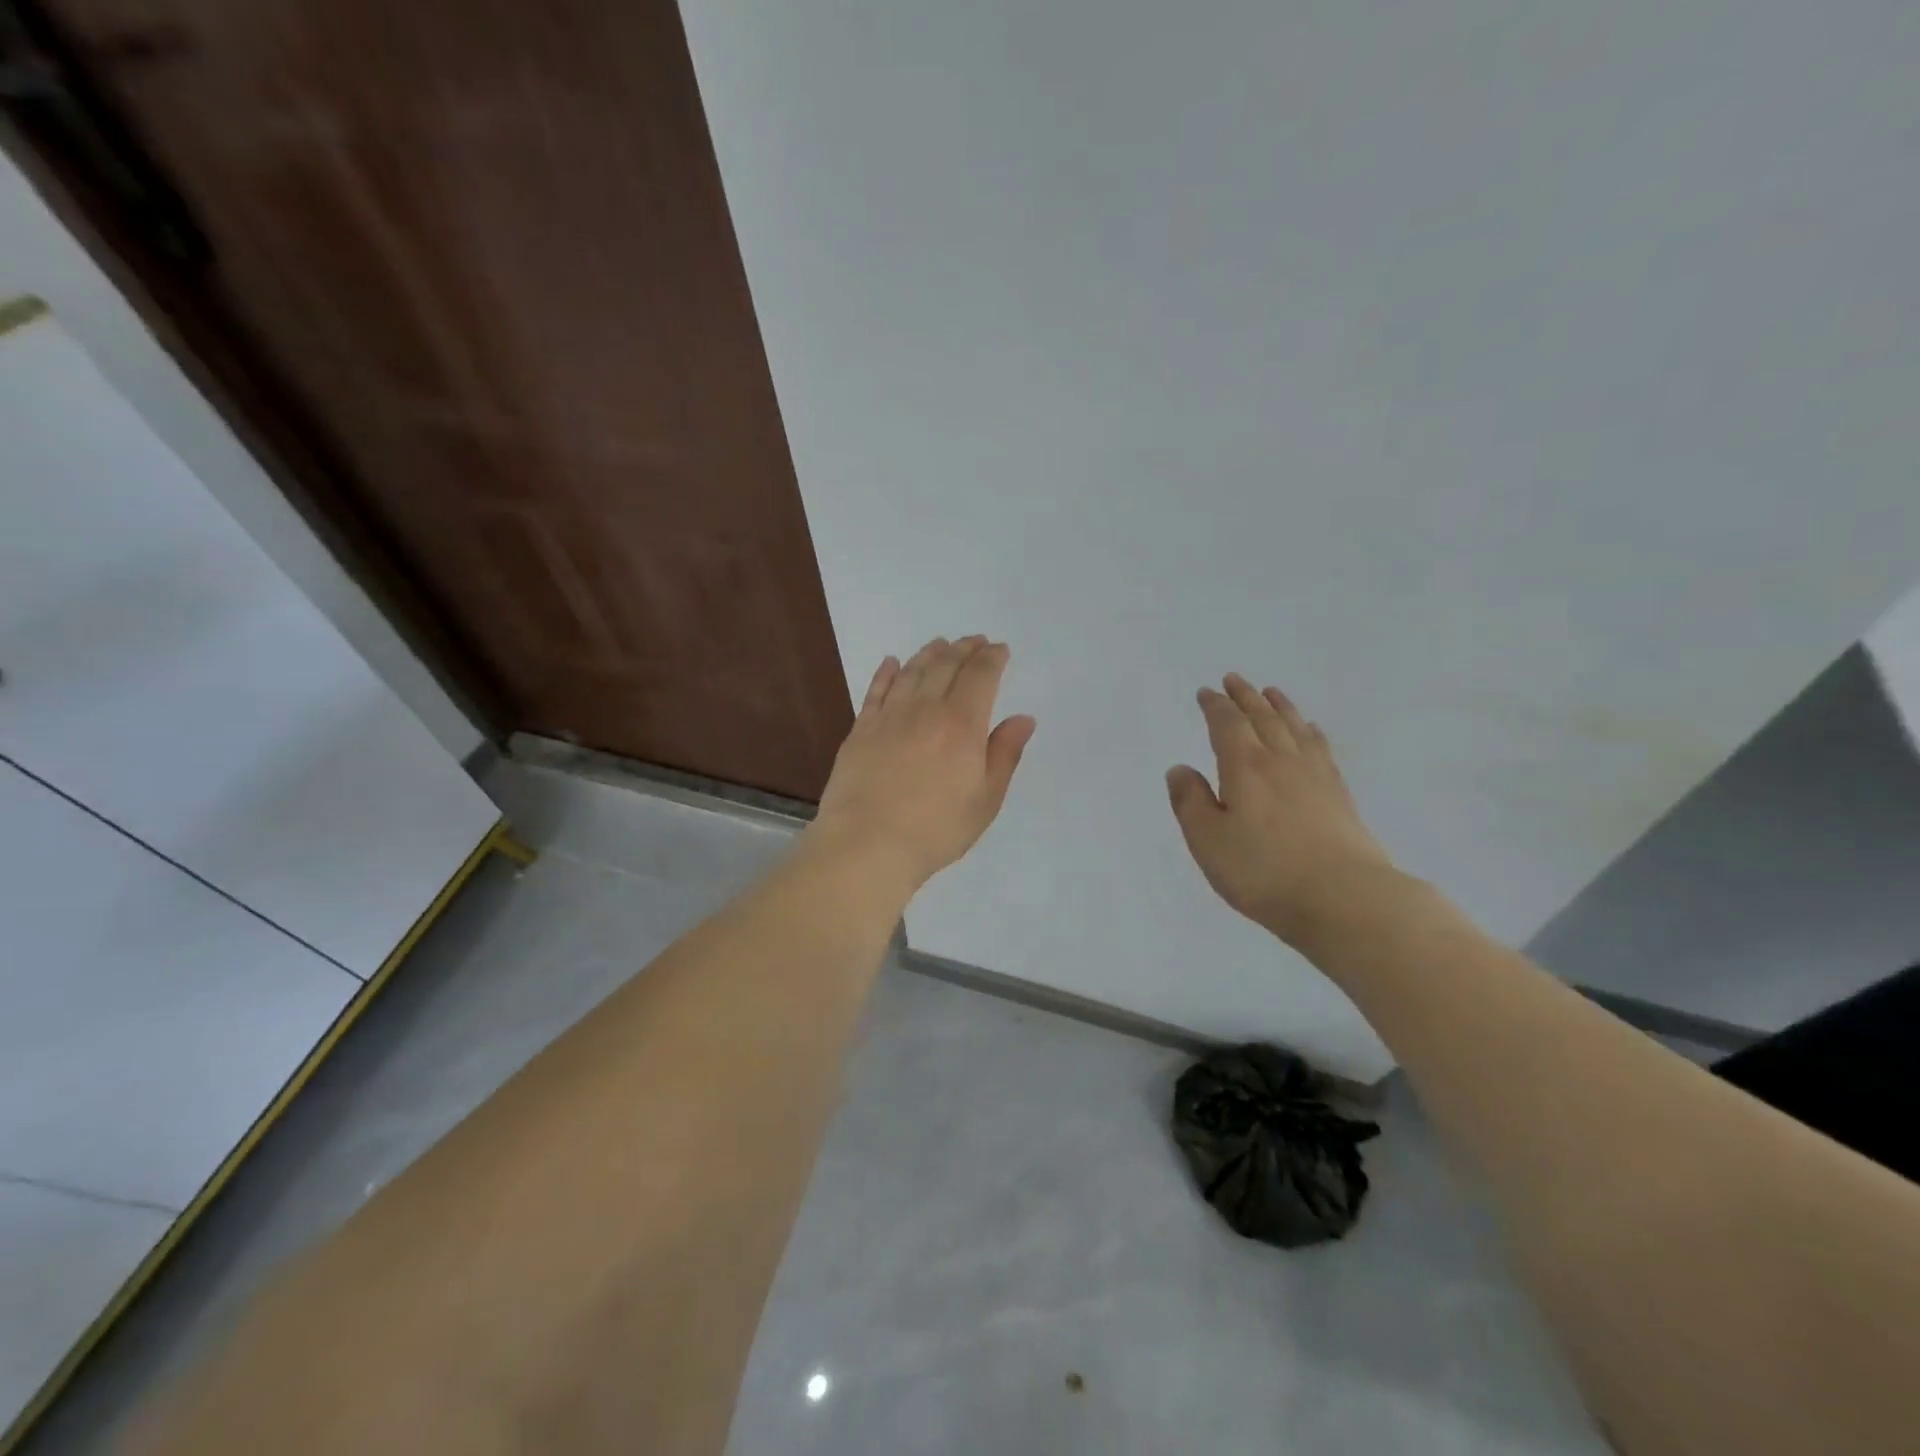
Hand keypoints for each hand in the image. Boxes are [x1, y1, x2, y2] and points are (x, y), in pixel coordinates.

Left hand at [809, 636, 1036, 893]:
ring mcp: (889, 716)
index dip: (992, 658)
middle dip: (964, 649)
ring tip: (940, 644)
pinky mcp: (861, 729)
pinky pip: (876, 690)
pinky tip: (892, 662)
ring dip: (929, 653)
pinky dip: (886, 672)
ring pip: (912, 671)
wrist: (867, 843)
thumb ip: (1004, 753)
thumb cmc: (936, 828)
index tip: (1000, 649)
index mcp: (962, 723)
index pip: (980, 676)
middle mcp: (925, 709)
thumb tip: (1023, 718)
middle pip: (946, 665)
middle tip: (974, 640)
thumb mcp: (986, 799)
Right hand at [1167, 674, 1395, 946]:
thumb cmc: (1264, 872)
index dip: (1215, 706)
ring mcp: (1316, 776)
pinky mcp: (1340, 796)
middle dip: (1245, 697)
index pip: (1227, 725)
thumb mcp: (1208, 841)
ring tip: (1271, 692)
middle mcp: (1281, 761)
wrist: (1344, 899)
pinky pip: (1321, 749)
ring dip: (1279, 707)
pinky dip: (1311, 733)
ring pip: (1294, 728)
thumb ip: (1190, 802)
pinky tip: (1310, 731)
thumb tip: (1180, 769)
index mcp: (1245, 767)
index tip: (1206, 692)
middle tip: (1234, 679)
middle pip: (1263, 718)